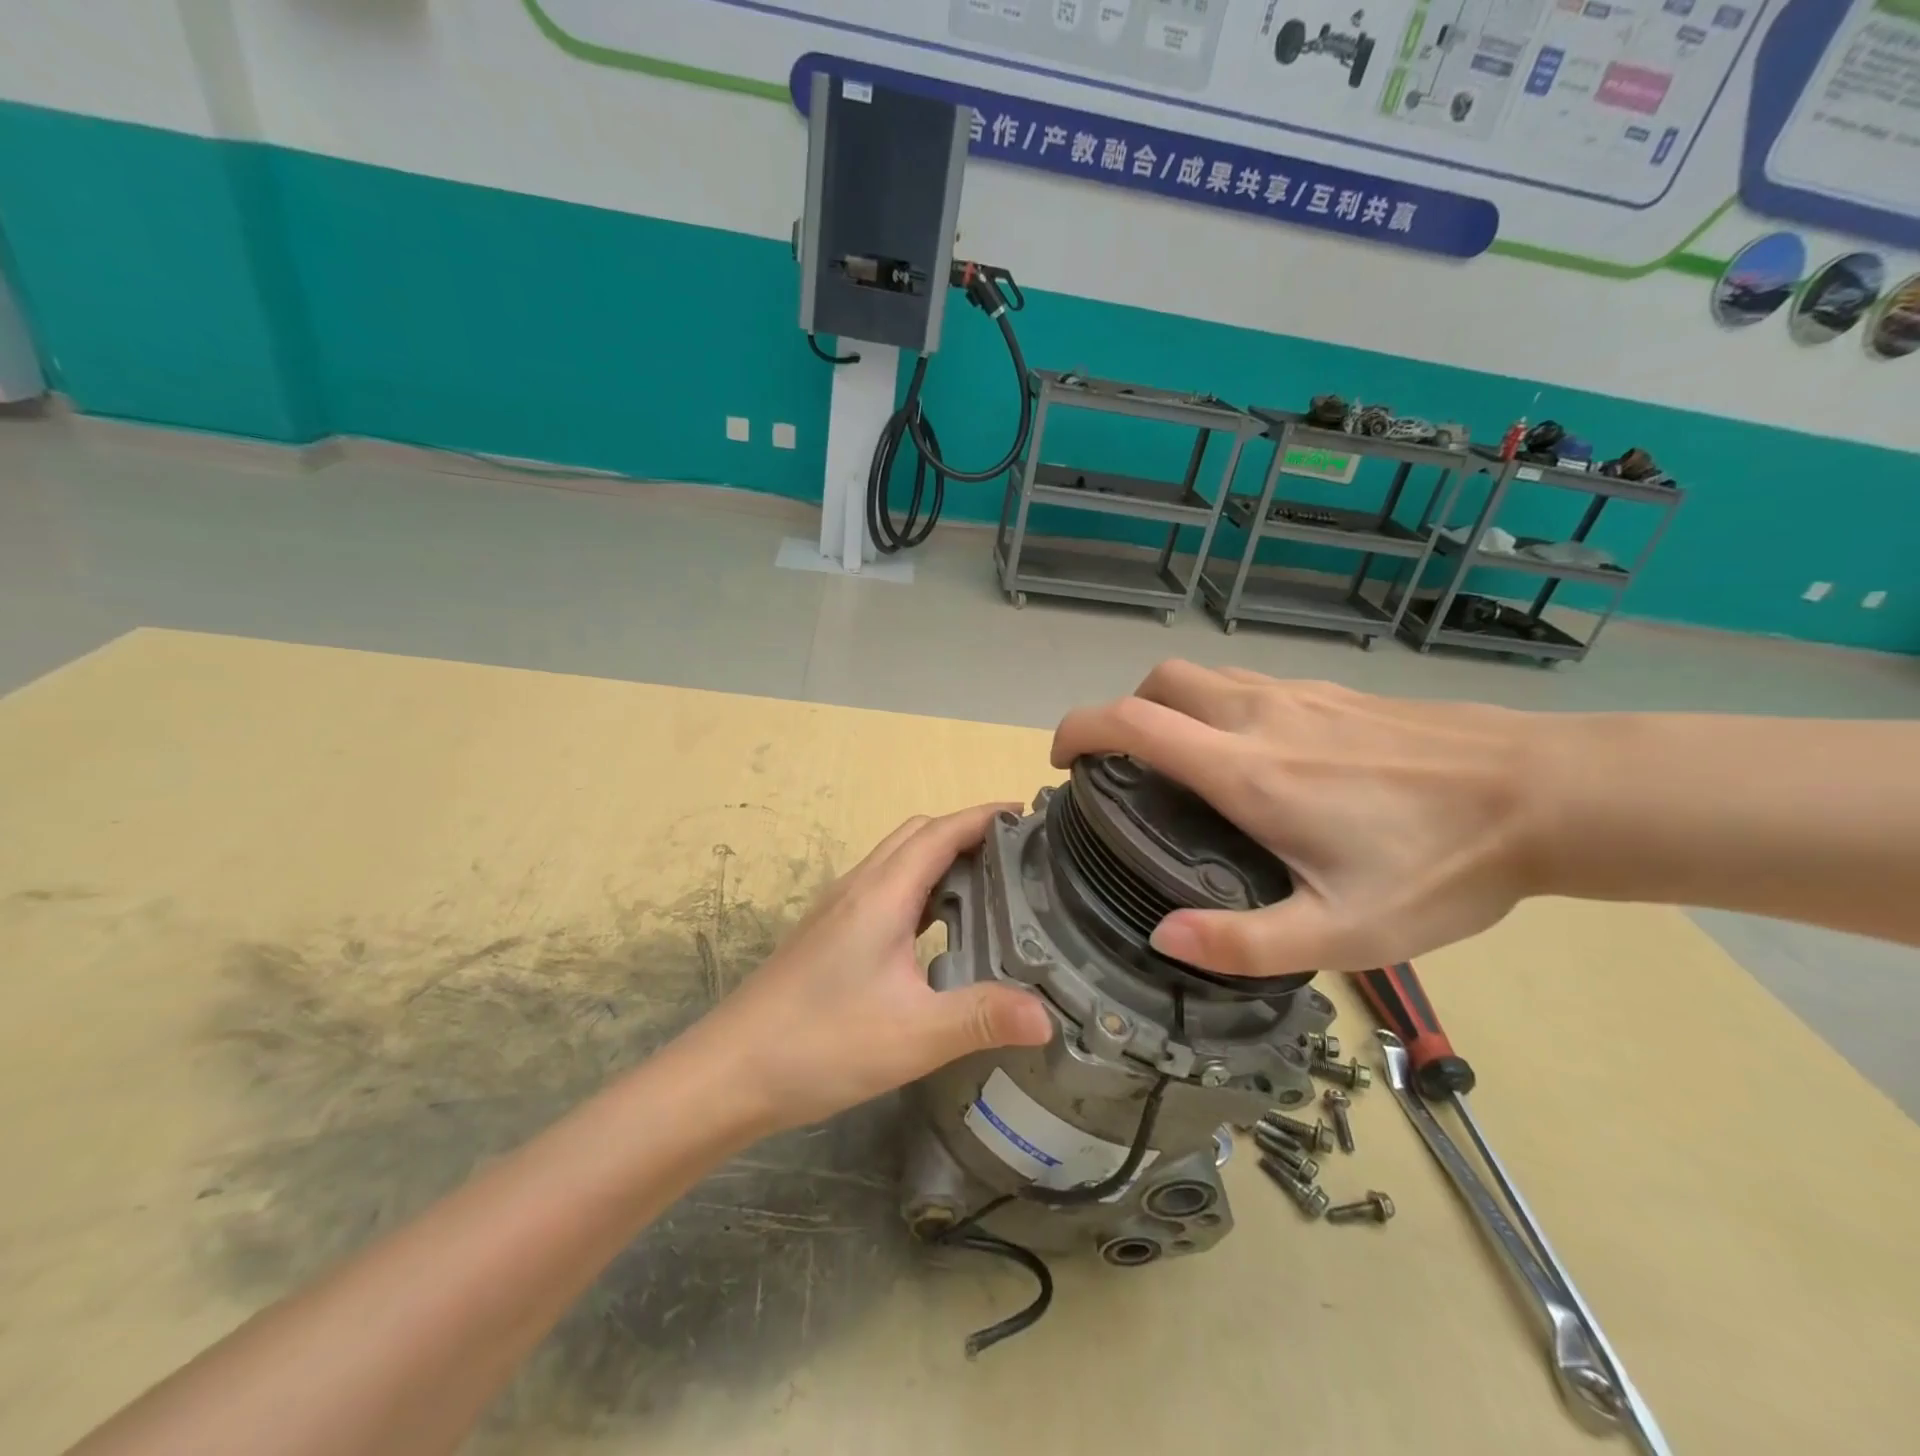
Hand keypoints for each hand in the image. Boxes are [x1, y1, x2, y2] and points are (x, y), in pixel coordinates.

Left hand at [695, 804, 1054, 1131]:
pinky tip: (936, 930)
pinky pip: (884, 888)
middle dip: (966, 830)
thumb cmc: (821, 1043)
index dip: (984, 816)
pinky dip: (919, 887)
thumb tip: (1049, 1016)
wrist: (728, 1072)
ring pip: (897, 860)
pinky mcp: (828, 933)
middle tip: (1016, 853)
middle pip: (918, 835)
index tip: (1028, 814)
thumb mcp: (914, 1035)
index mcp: (882, 894)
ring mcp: (838, 909)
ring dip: (940, 857)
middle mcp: (859, 887)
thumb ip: (982, 1018)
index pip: (941, 832)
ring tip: (988, 884)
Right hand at [1052, 663, 1541, 977]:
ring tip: (1183, 766)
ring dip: (1170, 708)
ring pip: (1204, 678)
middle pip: (1159, 682)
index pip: (1132, 722)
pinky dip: (1217, 707)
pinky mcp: (1332, 693)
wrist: (1546, 793)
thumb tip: (1164, 937)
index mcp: (1246, 770)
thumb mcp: (1344, 931)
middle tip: (1127, 769)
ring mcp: (1298, 694)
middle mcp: (1259, 715)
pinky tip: (1256, 757)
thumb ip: (1243, 942)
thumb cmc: (1441, 865)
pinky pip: (1247, 683)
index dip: (1080, 729)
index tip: (1064, 760)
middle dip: (1123, 713)